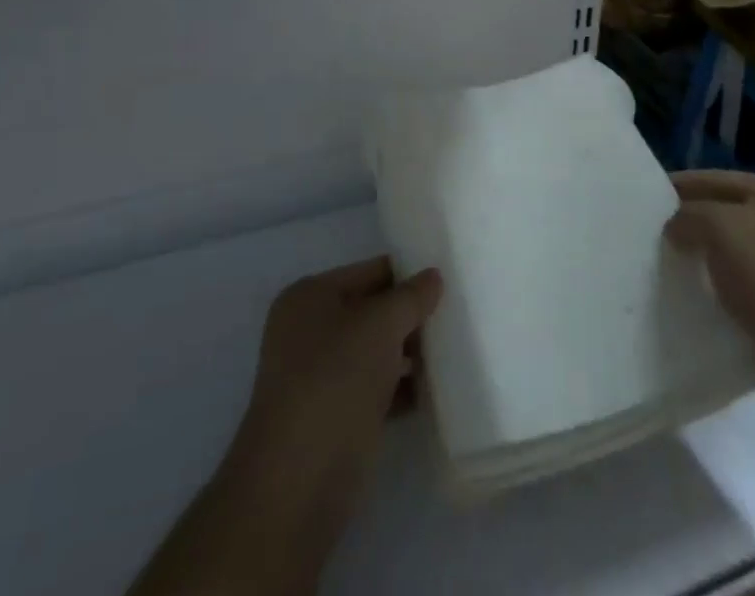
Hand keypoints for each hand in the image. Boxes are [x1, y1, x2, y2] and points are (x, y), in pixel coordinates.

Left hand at [128, 258, 442, 595]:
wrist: (297, 483)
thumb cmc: (334, 382)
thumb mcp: (379, 326)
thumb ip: (410, 298)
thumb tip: (433, 276)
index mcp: (310, 296)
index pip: (370, 272)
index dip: (408, 273)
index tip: (448, 279)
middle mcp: (310, 330)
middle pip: (372, 311)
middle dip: (411, 316)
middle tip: (457, 316)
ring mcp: (320, 376)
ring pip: (375, 352)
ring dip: (410, 353)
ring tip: (455, 351)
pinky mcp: (334, 417)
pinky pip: (376, 388)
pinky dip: (402, 388)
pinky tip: (436, 390)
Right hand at [664, 170, 754, 394]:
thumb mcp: (719, 227)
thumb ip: (688, 216)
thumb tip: (673, 225)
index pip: (713, 177)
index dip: (678, 186)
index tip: (644, 200)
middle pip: (724, 212)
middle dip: (691, 222)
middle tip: (653, 234)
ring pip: (733, 248)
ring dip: (706, 256)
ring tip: (670, 265)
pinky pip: (745, 281)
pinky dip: (723, 285)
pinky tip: (700, 294)